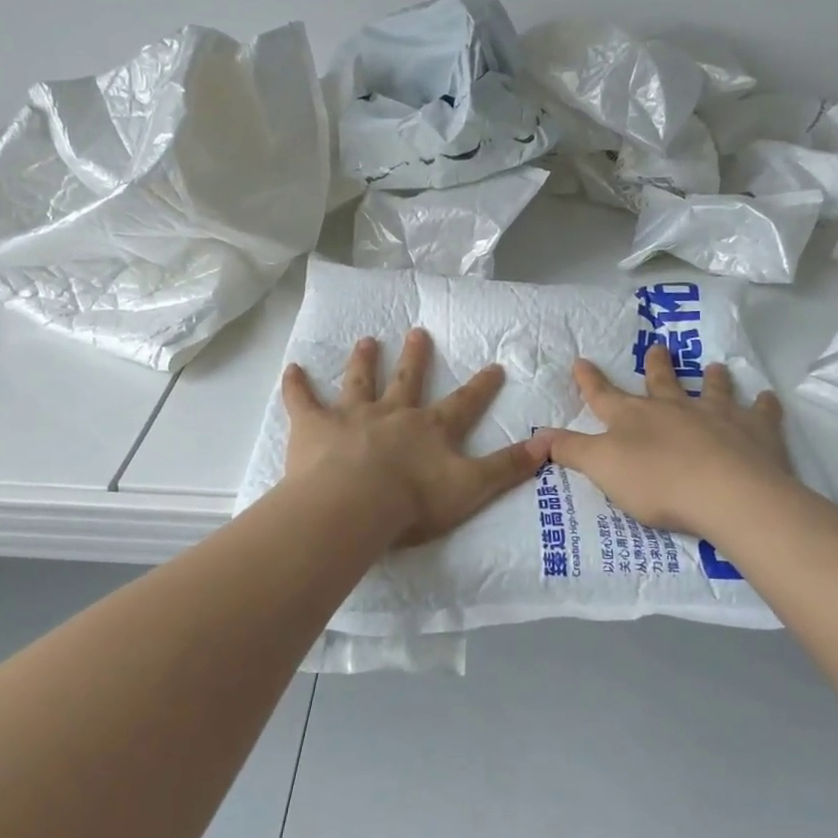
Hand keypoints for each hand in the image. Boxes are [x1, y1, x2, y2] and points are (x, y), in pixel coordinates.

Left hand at [281, 328, 549, 548]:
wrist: (355, 505)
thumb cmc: (414, 501)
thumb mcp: (472, 488)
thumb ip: (507, 468)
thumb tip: (547, 445)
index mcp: (430, 428)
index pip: (463, 403)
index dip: (481, 386)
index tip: (493, 365)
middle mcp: (393, 413)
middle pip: (407, 380)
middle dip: (415, 357)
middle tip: (417, 332)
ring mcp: (352, 416)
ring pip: (359, 382)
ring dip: (363, 361)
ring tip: (366, 340)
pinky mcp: (314, 426)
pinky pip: (302, 401)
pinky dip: (296, 385)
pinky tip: (291, 368)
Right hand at [547, 342, 793, 537]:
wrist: (726, 493)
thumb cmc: (657, 482)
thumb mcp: (602, 467)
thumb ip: (570, 450)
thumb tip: (537, 434)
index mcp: (634, 417)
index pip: (603, 395)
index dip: (590, 380)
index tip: (582, 360)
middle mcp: (674, 408)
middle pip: (662, 382)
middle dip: (657, 366)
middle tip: (659, 347)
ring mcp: (717, 416)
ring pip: (711, 390)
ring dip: (711, 379)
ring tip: (714, 367)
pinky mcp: (755, 432)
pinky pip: (761, 413)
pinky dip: (764, 405)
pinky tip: (767, 398)